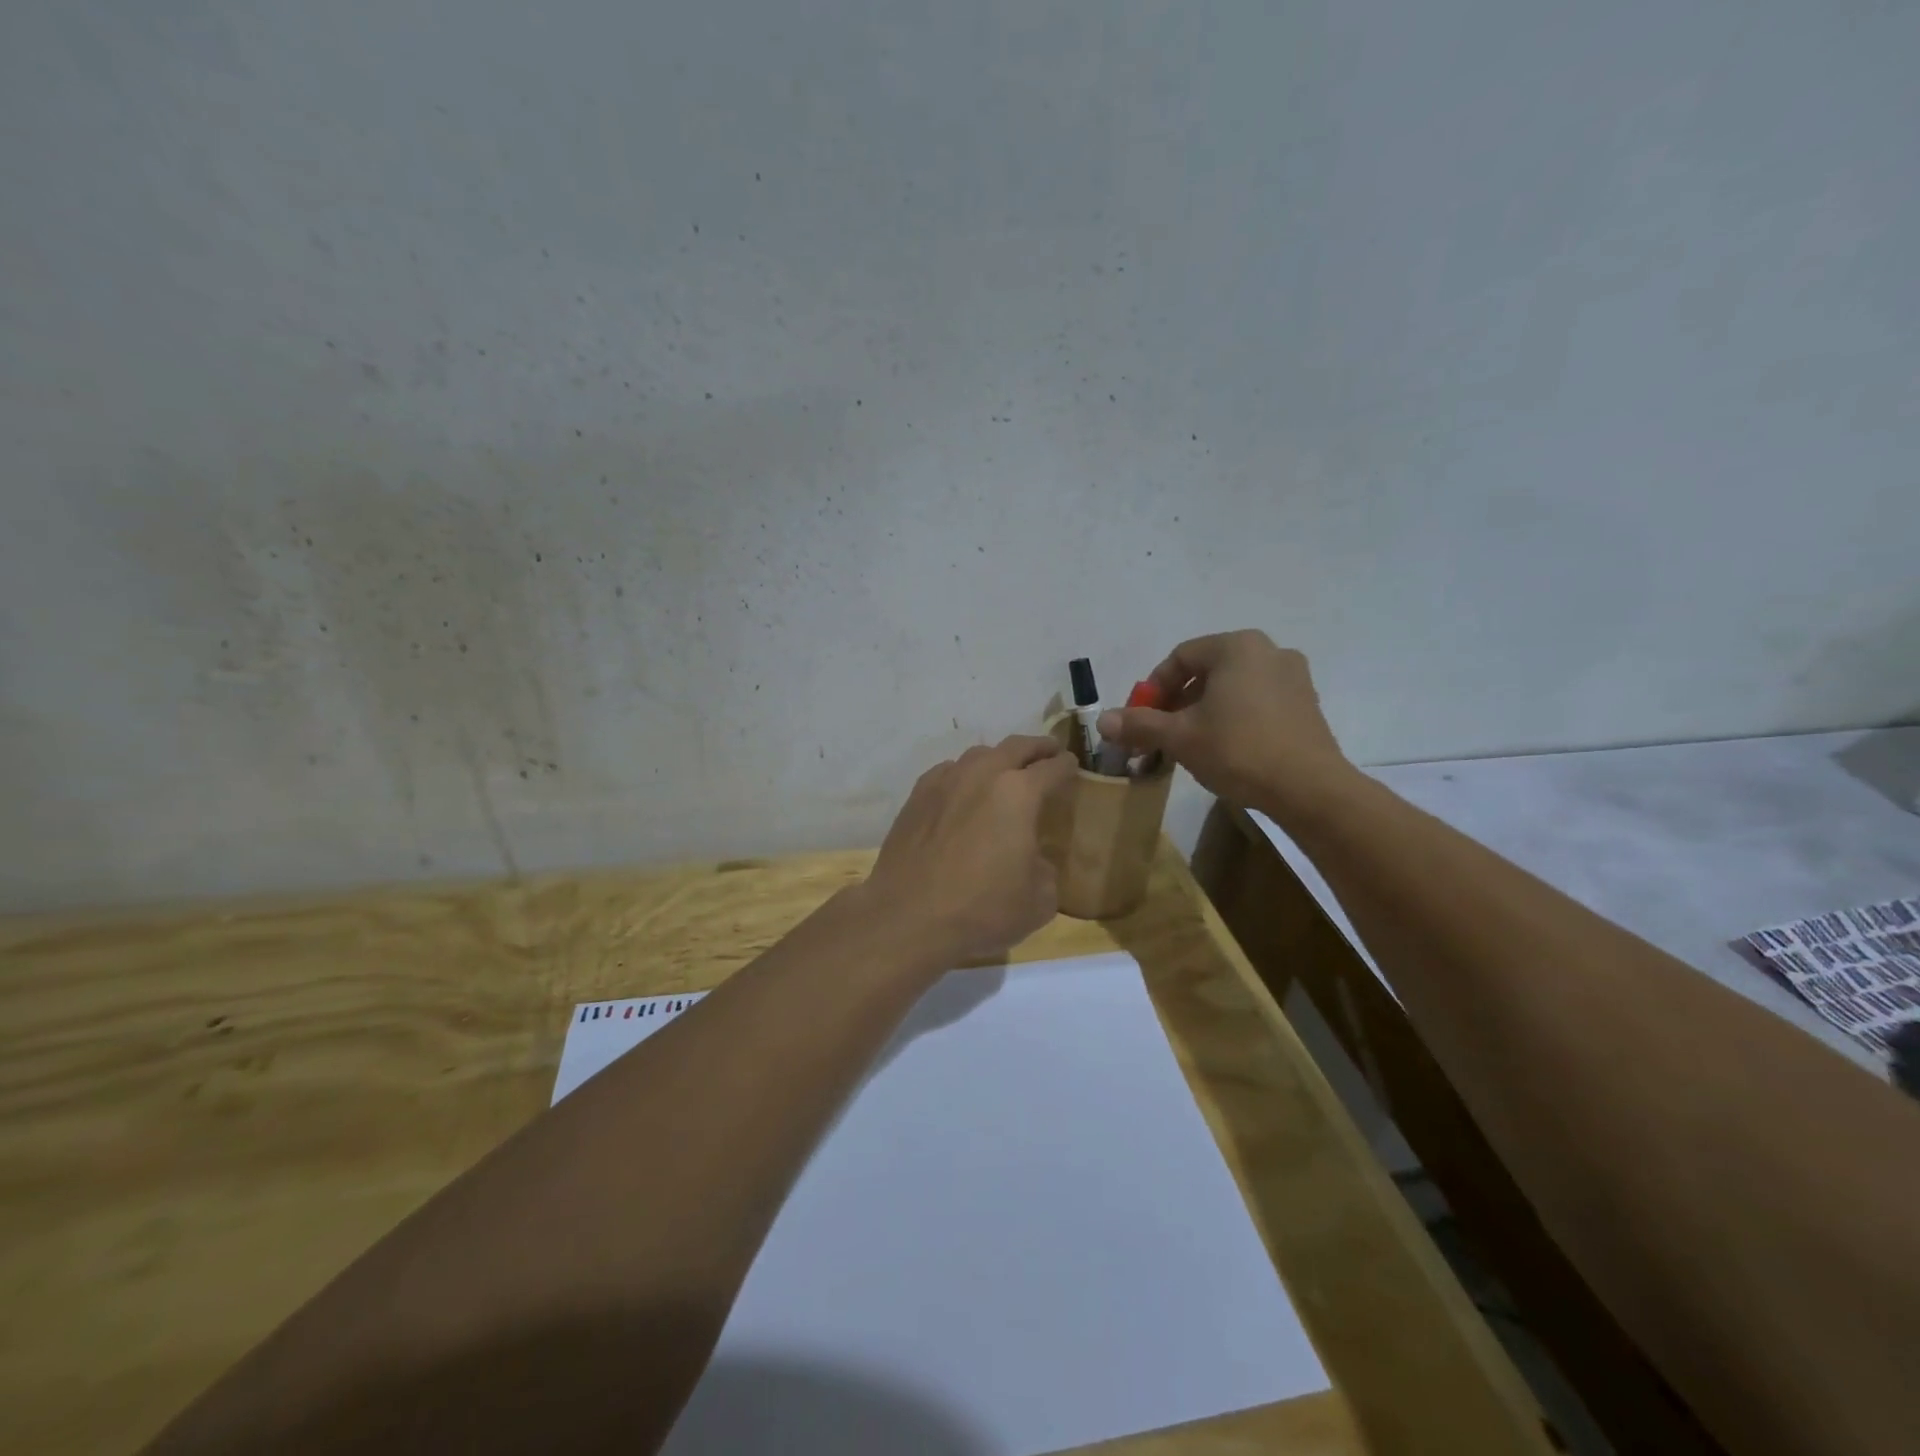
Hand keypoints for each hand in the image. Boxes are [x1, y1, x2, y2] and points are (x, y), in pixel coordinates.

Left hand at [858, 735, 1078, 963]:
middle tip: (1048, 752)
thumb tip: (1032, 859)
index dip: (1067, 766)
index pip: (1052, 767)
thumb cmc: (982, 909)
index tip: (1072, 766)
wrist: (908, 917)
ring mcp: (944, 782)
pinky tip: (963, 791)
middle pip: (1016, 746)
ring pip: (978, 755)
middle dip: (1037, 747)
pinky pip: (947, 772)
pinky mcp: (916, 797)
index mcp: (1019, 793)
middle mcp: (982, 775)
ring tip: (1005, 771)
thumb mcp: (1039, 900)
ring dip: (998, 758)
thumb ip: (1045, 869)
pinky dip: (963, 774)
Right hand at [1096, 631, 1354, 819]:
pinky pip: (1257, 701)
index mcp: (1236, 647)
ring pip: (1232, 688)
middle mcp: (1268, 651)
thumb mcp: (1180, 737)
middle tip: (1161, 733)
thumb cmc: (1238, 750)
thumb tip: (1102, 720)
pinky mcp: (1307, 705)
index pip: (1180, 657)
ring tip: (1189, 744)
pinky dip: (1233, 717)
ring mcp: (1293, 677)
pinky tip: (1225, 748)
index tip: (1141, 718)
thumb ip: (1140, 724)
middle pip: (1206, 671)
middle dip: (1177, 702)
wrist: (1309, 789)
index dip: (1153, 688)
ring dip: (1203, 711)